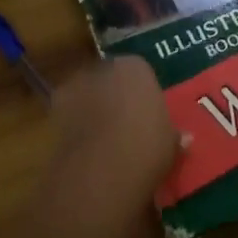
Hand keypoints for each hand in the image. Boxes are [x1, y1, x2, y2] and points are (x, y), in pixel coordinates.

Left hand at [44, 56, 186, 218]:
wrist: (100, 171)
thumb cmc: (146, 147)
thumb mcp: (170, 143)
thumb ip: (173, 135)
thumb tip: (184, 138)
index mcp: (136, 66)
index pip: (140, 71)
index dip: (142, 92)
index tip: (148, 112)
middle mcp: (104, 68)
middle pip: (110, 79)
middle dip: (115, 96)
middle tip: (126, 123)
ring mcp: (75, 87)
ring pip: (87, 95)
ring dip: (93, 110)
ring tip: (104, 139)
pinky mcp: (54, 112)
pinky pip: (71, 115)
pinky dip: (76, 127)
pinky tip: (87, 149)